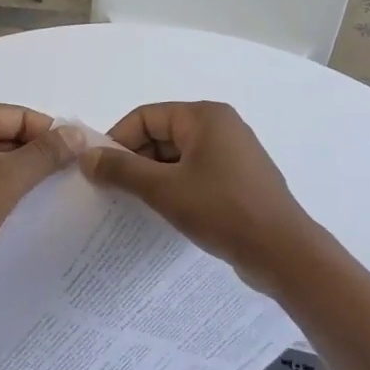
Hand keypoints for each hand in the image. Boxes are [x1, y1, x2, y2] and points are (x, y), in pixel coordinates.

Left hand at [0, 104, 77, 293]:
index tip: (81, 155)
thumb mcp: (10, 177)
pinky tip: (25, 208)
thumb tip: (78, 133)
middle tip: (73, 176)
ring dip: (21, 175)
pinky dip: (2, 190)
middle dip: (37, 155)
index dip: (51, 133)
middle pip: (6, 136)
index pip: (18, 115)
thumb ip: (46, 154)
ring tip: (55, 193)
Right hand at [81, 102, 324, 291]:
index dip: (117, 140)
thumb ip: (121, 169)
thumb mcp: (163, 189)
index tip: (99, 170)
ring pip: (176, 157)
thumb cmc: (222, 210)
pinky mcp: (237, 180)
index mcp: (204, 116)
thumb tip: (86, 156)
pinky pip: (194, 173)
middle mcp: (220, 126)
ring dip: (152, 176)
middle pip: (161, 134)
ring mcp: (232, 154)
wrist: (283, 253)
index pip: (146, 116)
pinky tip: (163, 211)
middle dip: (134, 160)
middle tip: (112, 190)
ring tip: (133, 204)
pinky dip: (174, 187)